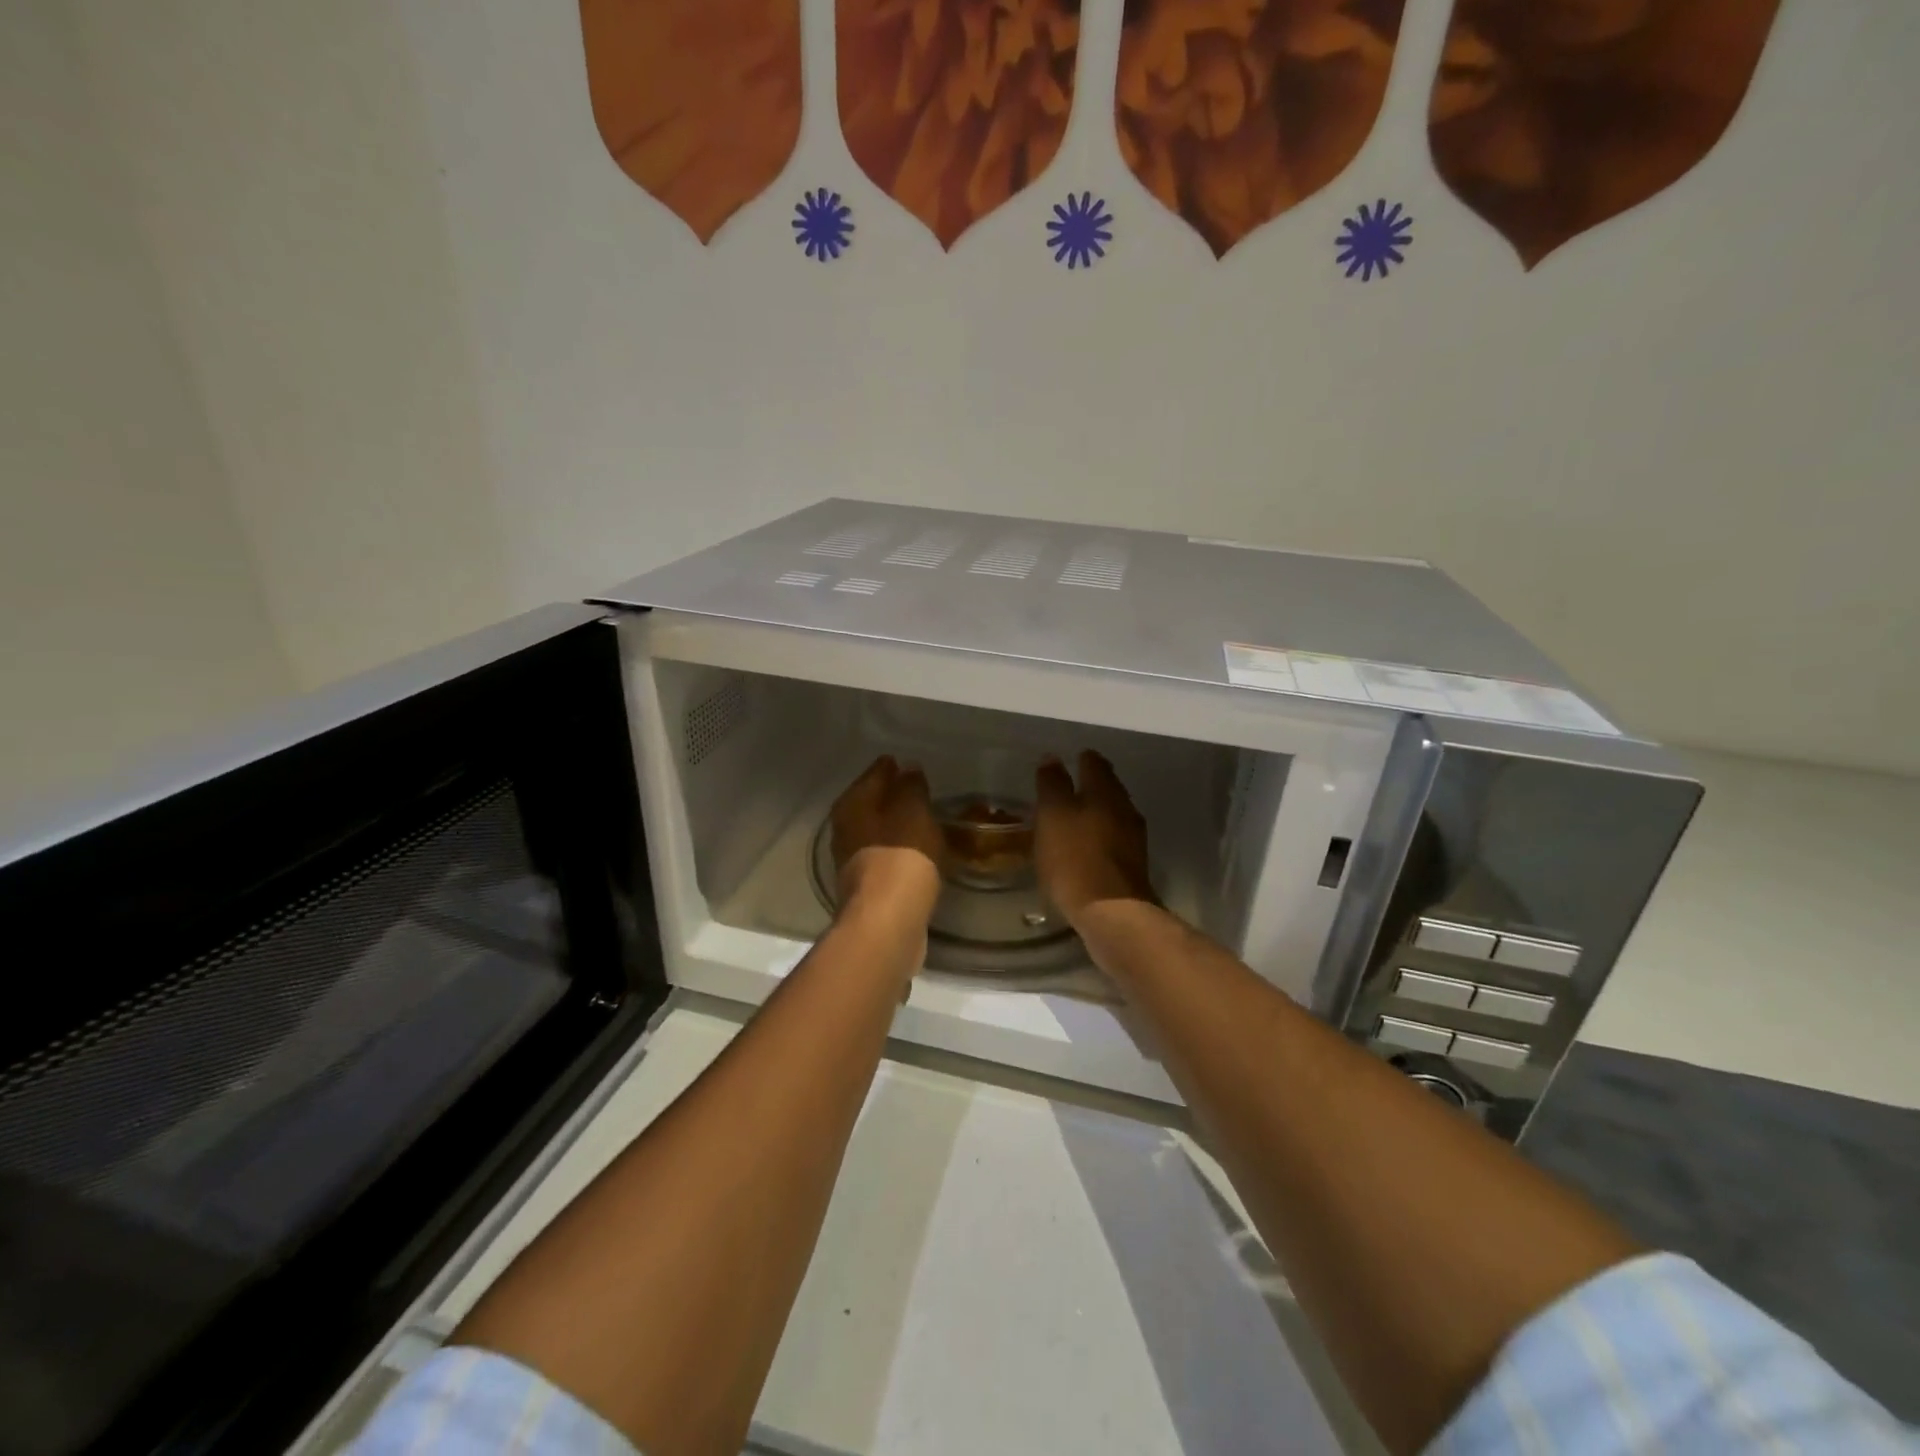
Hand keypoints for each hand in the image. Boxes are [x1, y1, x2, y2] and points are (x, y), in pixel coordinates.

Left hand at [830, 756, 942, 918]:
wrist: (887, 923)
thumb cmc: (901, 856)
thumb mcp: (913, 811)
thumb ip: (911, 787)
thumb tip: (907, 769)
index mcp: (852, 805)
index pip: (873, 774)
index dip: (890, 767)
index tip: (907, 763)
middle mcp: (844, 830)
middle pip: (870, 804)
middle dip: (890, 796)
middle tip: (917, 788)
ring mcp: (853, 861)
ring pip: (876, 832)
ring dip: (895, 825)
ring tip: (922, 819)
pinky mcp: (867, 888)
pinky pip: (886, 857)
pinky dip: (899, 850)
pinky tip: (918, 852)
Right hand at [1034, 751, 1154, 923]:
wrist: (1111, 912)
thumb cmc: (1074, 857)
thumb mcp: (1052, 815)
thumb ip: (1052, 784)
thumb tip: (1052, 758)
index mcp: (1105, 791)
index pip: (1095, 763)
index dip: (1081, 759)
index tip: (1069, 759)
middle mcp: (1125, 809)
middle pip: (1108, 788)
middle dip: (1091, 785)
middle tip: (1069, 787)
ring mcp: (1133, 839)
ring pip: (1113, 814)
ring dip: (1096, 813)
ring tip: (1074, 818)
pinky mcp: (1133, 866)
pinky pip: (1114, 841)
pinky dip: (1100, 838)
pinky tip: (1085, 849)